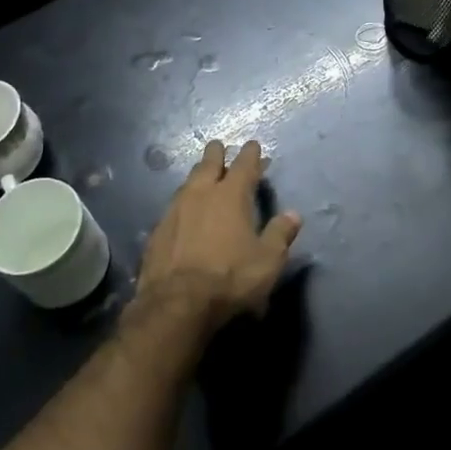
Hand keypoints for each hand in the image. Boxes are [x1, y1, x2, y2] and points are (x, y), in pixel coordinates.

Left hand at [133, 140, 299, 331]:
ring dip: (198, 176)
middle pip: (209, 164)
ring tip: (203, 176)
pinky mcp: (158, 230)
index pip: (244, 165)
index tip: (254, 146)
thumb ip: (280, 234)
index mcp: (231, 195)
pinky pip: (174, 207)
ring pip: (188, 182)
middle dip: (217, 153)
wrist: (176, 303)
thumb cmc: (230, 279)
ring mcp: (175, 210)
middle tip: (220, 147)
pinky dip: (183, 203)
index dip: (251, 154)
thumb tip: (293, 215)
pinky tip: (184, 212)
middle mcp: (201, 194)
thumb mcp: (267, 261)